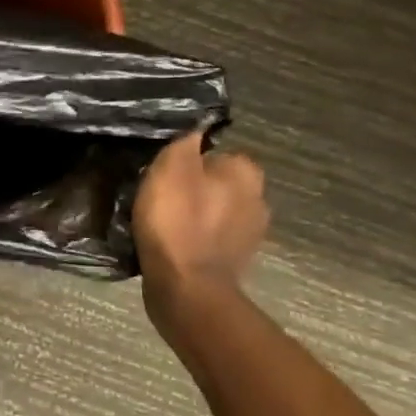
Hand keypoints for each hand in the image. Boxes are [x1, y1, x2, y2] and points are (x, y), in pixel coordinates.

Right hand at [133, 130, 268, 332]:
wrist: (186, 288)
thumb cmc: (178, 220)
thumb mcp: (171, 166)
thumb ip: (185, 140)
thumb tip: (196, 126)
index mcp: (246, 173)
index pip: (216, 152)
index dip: (187, 158)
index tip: (162, 169)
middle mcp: (257, 200)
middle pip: (215, 182)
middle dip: (192, 186)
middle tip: (157, 192)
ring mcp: (248, 235)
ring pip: (213, 210)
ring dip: (191, 213)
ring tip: (158, 219)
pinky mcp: (233, 261)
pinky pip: (208, 237)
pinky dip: (191, 237)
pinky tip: (169, 242)